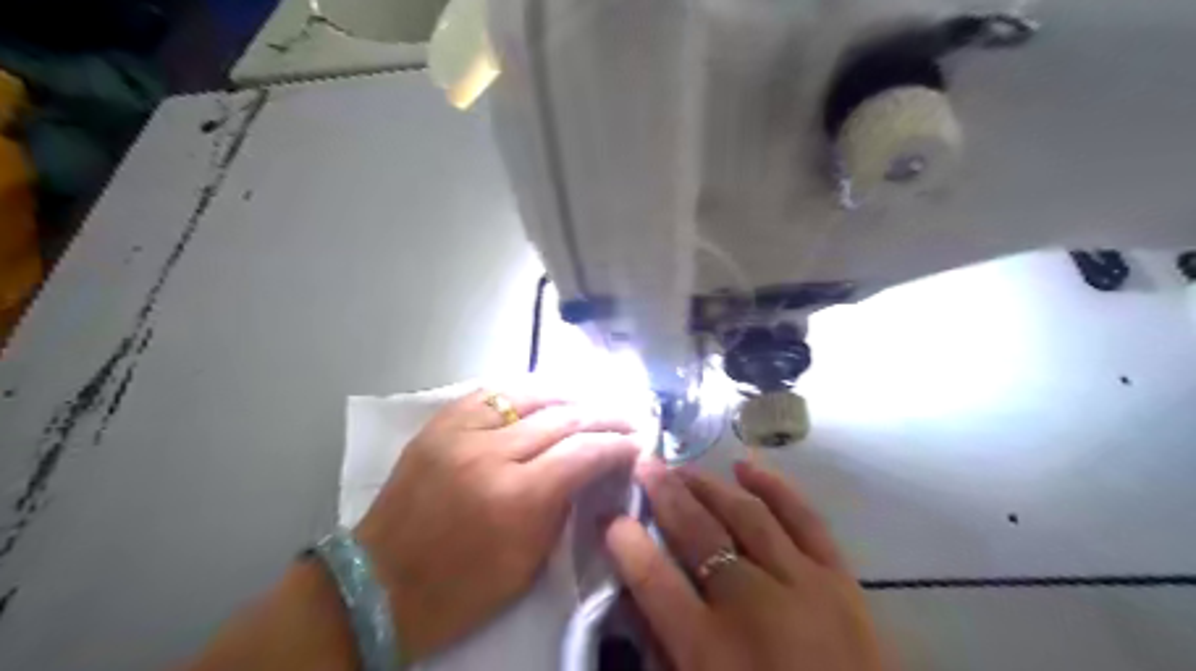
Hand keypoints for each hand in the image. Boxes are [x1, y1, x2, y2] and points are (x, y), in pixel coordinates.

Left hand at [355, 385, 644, 661]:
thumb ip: (564, 506)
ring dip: (569, 395)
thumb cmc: (461, 589)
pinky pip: (490, 394)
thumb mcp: (529, 562)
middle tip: (627, 419)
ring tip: (591, 401)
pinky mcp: (439, 424)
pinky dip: (523, 393)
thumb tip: (590, 469)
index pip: (584, 453)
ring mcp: (459, 432)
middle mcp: (490, 454)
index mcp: (517, 498)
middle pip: (563, 417)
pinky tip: (542, 396)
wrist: (378, 584)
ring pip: (529, 394)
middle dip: (604, 415)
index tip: (638, 443)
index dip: (617, 445)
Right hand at [607, 458, 886, 669]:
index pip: (653, 579)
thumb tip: (637, 598)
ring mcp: (802, 584)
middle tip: (644, 465)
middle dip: (664, 494)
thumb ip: (664, 651)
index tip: (610, 517)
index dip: (627, 543)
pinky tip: (746, 467)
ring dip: (708, 486)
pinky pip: (804, 519)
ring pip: (745, 515)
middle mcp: (752, 605)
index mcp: (709, 649)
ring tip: (683, 468)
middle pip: (698, 532)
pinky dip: (774, 487)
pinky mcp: (840, 579)